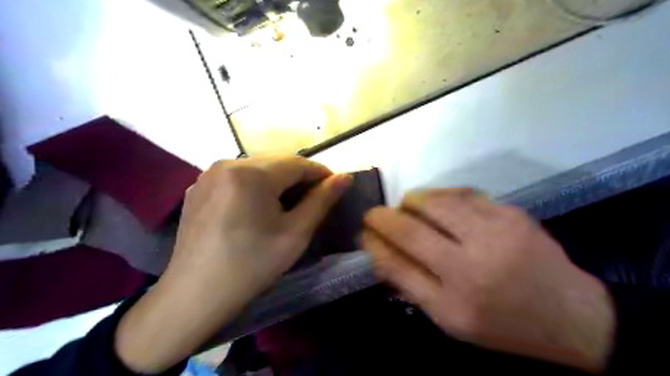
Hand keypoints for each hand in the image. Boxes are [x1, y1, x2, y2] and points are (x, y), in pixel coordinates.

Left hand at [114, 154, 350, 372]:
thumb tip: (345, 177)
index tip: (335, 188)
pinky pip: (236, 178)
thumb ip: (322, 200)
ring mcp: (207, 175)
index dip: (321, 173)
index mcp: (251, 173)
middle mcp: (226, 164)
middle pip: (276, 162)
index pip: (298, 163)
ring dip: (277, 181)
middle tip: (314, 199)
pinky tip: (257, 208)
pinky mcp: (198, 188)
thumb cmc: (252, 265)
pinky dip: (254, 186)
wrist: (195, 295)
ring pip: (256, 168)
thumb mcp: (295, 233)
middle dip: (299, 177)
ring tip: (287, 204)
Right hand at [365, 190, 613, 371]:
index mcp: (456, 302)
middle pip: (412, 229)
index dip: (375, 243)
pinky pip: (464, 194)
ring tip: (405, 205)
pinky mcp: (512, 213)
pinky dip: (441, 195)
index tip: (363, 232)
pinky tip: (436, 202)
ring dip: (412, 201)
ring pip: (436, 203)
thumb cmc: (504, 324)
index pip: (398, 263)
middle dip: (384, 216)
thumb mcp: (451, 320)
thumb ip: (412, 286)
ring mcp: (496, 233)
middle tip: (376, 213)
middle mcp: (473, 265)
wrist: (571, 315)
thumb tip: (381, 253)